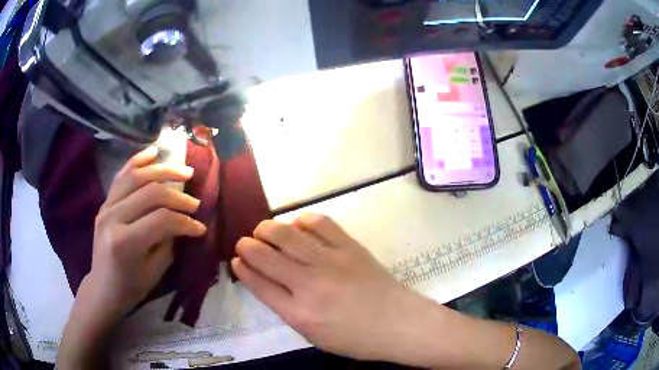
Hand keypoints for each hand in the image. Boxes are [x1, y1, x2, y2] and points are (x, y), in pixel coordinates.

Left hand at [58, 146, 206, 368]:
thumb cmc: (131, 286)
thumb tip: (183, 220)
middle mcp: (113, 218)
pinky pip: (122, 175)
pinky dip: (138, 161)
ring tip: (183, 170)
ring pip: (137, 177)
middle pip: (151, 193)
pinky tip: (154, 153)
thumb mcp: (155, 271)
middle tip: (195, 202)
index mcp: (126, 242)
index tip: (200, 228)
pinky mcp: (105, 202)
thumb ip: (168, 241)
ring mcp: (106, 206)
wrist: (103, 287)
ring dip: (163, 171)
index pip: (162, 220)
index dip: (185, 222)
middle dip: (178, 196)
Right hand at [232, 214, 435, 362]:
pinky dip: (303, 220)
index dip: (242, 269)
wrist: (398, 323)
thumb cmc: (355, 338)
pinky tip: (297, 225)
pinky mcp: (350, 247)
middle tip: (244, 243)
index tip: (235, 260)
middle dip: (247, 245)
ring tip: (263, 230)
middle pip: (266, 256)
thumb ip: (288, 310)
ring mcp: (331, 261)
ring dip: (268, 228)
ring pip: (287, 234)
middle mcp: (309, 284)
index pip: (258, 284)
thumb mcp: (313, 336)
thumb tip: (268, 283)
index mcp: (298, 313)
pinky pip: (320, 223)